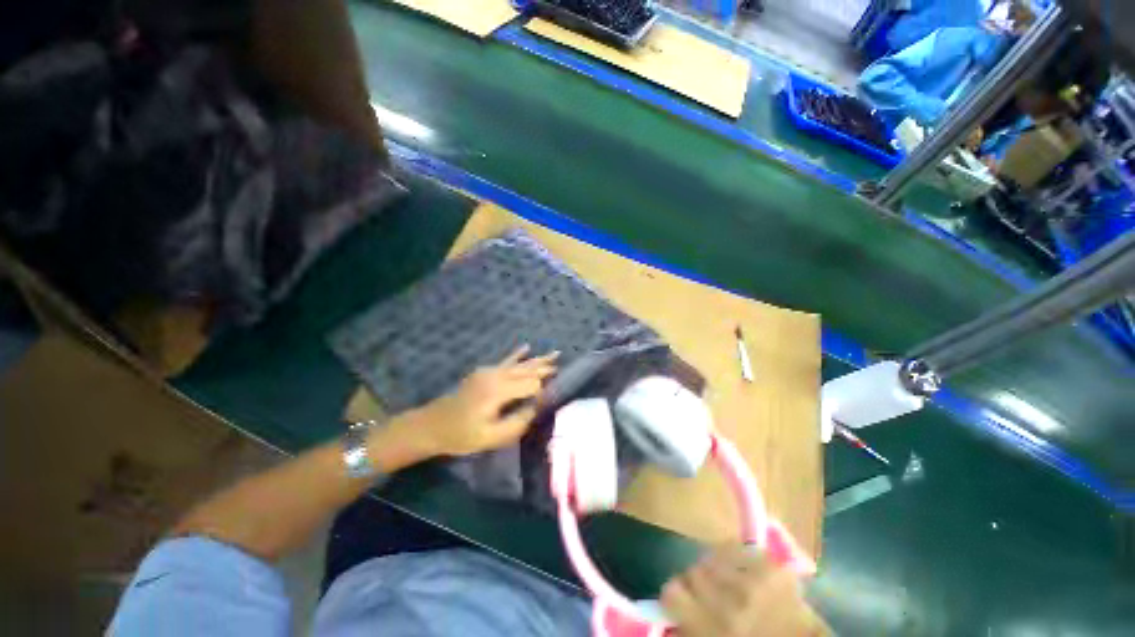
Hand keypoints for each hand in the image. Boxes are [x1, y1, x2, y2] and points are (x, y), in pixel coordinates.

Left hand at [392, 345, 558, 457]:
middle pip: (527, 370)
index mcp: (498, 391)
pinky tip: (526, 346)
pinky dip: (517, 355)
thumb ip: (518, 422)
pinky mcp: (484, 372)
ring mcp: (489, 371)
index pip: (531, 385)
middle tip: (563, 365)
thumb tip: (537, 407)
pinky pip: (505, 361)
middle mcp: (496, 376)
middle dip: (545, 367)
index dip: (545, 390)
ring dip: (537, 360)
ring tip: (555, 353)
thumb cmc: (461, 435)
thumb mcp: (491, 437)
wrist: (431, 425)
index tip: (557, 394)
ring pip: (519, 364)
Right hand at [662, 546, 827, 636]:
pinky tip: (746, 574)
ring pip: (713, 556)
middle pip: (693, 571)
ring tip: (731, 584)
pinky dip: (737, 559)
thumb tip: (666, 607)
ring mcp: (754, 580)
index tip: (684, 601)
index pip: (671, 591)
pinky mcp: (772, 565)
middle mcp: (730, 601)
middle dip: (699, 583)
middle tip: (711, 595)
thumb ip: (687, 628)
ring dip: (718, 569)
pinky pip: (737, 547)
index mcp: (713, 628)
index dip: (676, 596)